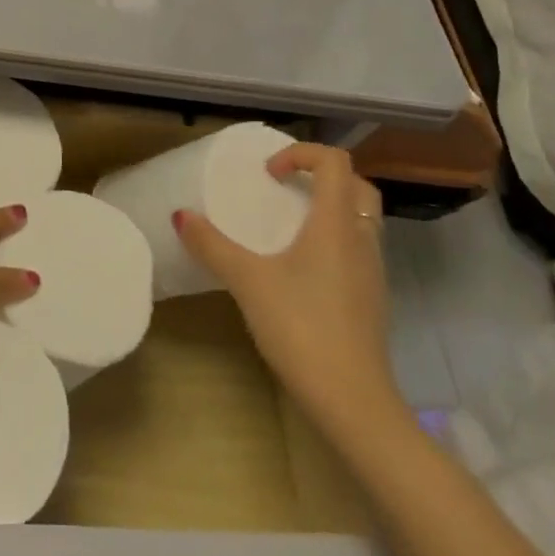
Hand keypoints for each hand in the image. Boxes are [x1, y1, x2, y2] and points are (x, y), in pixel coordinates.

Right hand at [174, 142, 394, 415]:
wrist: (353, 402)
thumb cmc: (301, 328)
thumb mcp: (247, 282)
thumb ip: (212, 245)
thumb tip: (180, 215)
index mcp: (336, 223)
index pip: (334, 162)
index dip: (300, 153)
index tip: (268, 175)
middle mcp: (362, 239)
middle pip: (357, 185)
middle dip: (322, 176)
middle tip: (286, 189)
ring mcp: (373, 271)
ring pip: (362, 219)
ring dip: (332, 208)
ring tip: (291, 225)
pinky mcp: (373, 299)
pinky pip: (359, 249)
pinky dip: (336, 239)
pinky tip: (305, 268)